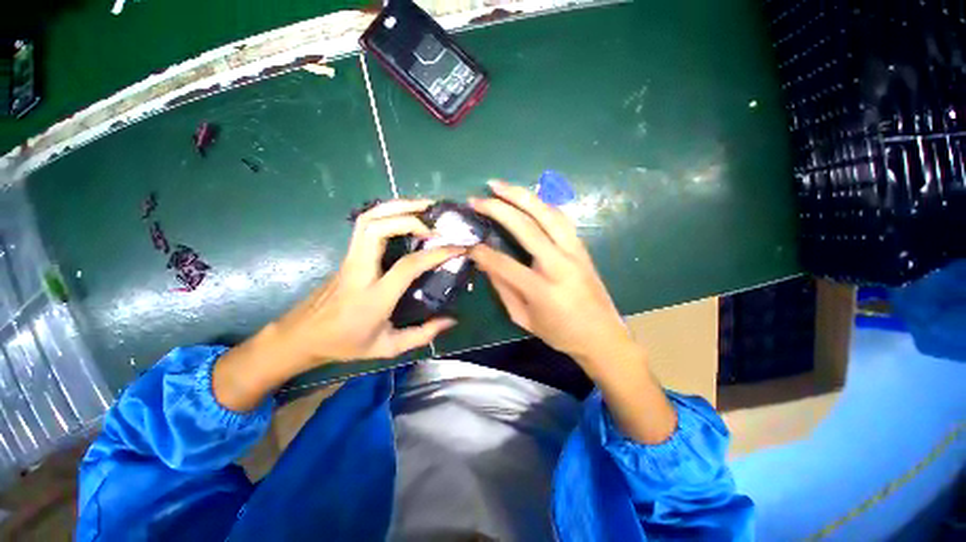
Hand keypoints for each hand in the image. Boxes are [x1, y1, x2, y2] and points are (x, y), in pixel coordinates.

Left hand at [213, 199, 462, 410]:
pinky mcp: (347, 254)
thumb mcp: (388, 347)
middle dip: (409, 216)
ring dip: (396, 207)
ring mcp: (350, 259)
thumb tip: (451, 321)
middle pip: (378, 228)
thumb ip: (422, 335)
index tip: (458, 247)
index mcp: (374, 296)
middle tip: (435, 220)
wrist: (302, 336)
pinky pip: (365, 224)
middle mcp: (360, 270)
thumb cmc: (346, 343)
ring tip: (422, 207)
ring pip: (367, 219)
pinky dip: (386, 212)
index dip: (436, 253)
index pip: (408, 265)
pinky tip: (403, 215)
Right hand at [468, 181, 633, 372]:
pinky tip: (526, 198)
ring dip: (522, 195)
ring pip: (547, 213)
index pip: (504, 263)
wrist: (602, 336)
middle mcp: (560, 264)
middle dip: (498, 209)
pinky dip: (541, 204)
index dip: (482, 253)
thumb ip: (503, 288)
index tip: (468, 244)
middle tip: (477, 198)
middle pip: (526, 227)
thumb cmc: (559, 333)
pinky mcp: (582, 247)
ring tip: (499, 186)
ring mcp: (575, 252)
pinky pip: (560, 218)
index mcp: (542, 289)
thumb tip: (485, 263)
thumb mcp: (523, 318)